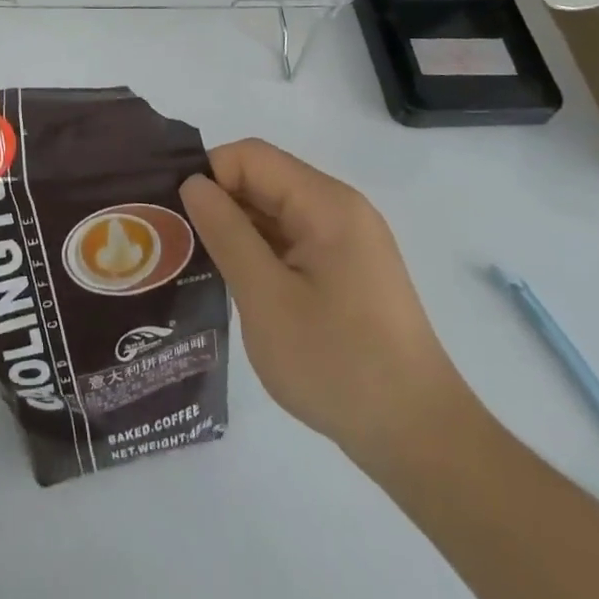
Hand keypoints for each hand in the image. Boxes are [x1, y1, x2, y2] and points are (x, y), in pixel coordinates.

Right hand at [181, 138, 471, 473]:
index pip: (251, 157)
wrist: (421, 441)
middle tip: (178, 242)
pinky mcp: (347, 269)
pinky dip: (261, 251)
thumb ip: (226, 232)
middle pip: (264, 179)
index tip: (179, 217)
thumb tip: (193, 184)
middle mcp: (339, 208)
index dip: (210, 176)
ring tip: (200, 264)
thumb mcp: (267, 298)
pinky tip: (239, 283)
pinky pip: (292, 239)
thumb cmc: (339, 365)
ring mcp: (347, 240)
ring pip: (275, 210)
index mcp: (326, 203)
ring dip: (238, 230)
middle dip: (220, 202)